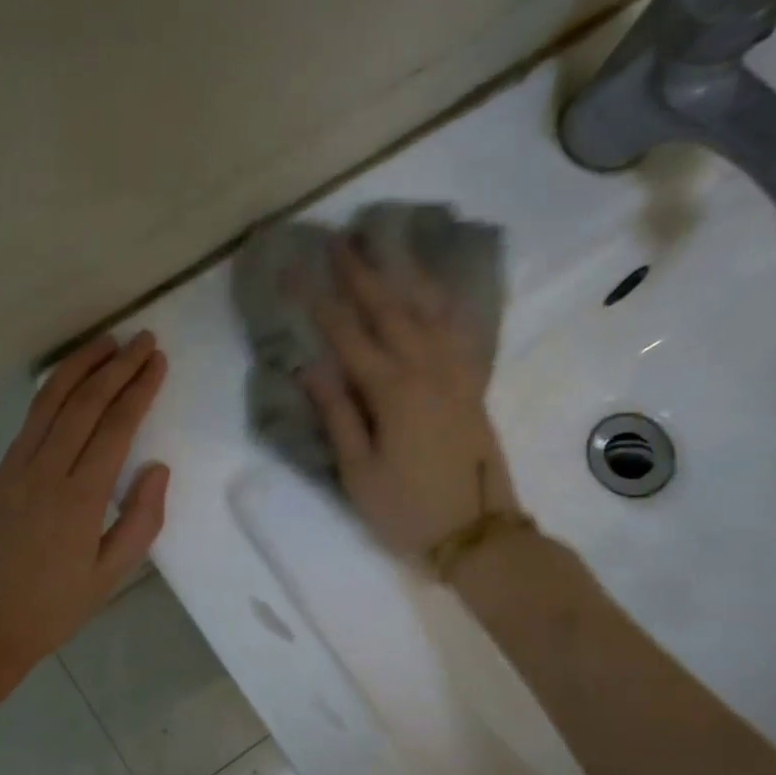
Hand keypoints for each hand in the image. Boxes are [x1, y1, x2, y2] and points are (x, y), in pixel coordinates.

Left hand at [0, 332, 168, 708]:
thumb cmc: (54, 609)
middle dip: (116, 366)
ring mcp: (15, 469)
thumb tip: (157, 468)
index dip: (139, 389)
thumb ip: (140, 518)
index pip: (115, 426)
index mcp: (80, 497)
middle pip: (84, 403)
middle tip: (141, 340)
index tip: (157, 361)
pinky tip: (66, 380)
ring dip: (79, 366)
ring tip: (105, 343)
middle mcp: (46, 471)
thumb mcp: (111, 574)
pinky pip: (28, 421)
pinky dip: (50, 391)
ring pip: (49, 402)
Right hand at [301, 241, 518, 560]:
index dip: (319, 301)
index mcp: (393, 391)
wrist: (479, 534)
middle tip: (340, 241)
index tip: (296, 270)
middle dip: (361, 273)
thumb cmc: (408, 510)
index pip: (348, 335)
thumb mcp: (359, 472)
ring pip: (429, 312)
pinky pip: (460, 333)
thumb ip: (338, 415)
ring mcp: (456, 376)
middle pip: (390, 310)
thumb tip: (310, 367)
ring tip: (387, 249)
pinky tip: (437, 294)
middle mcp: (427, 370)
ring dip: (404, 277)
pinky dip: (446, 305)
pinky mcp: (473, 387)